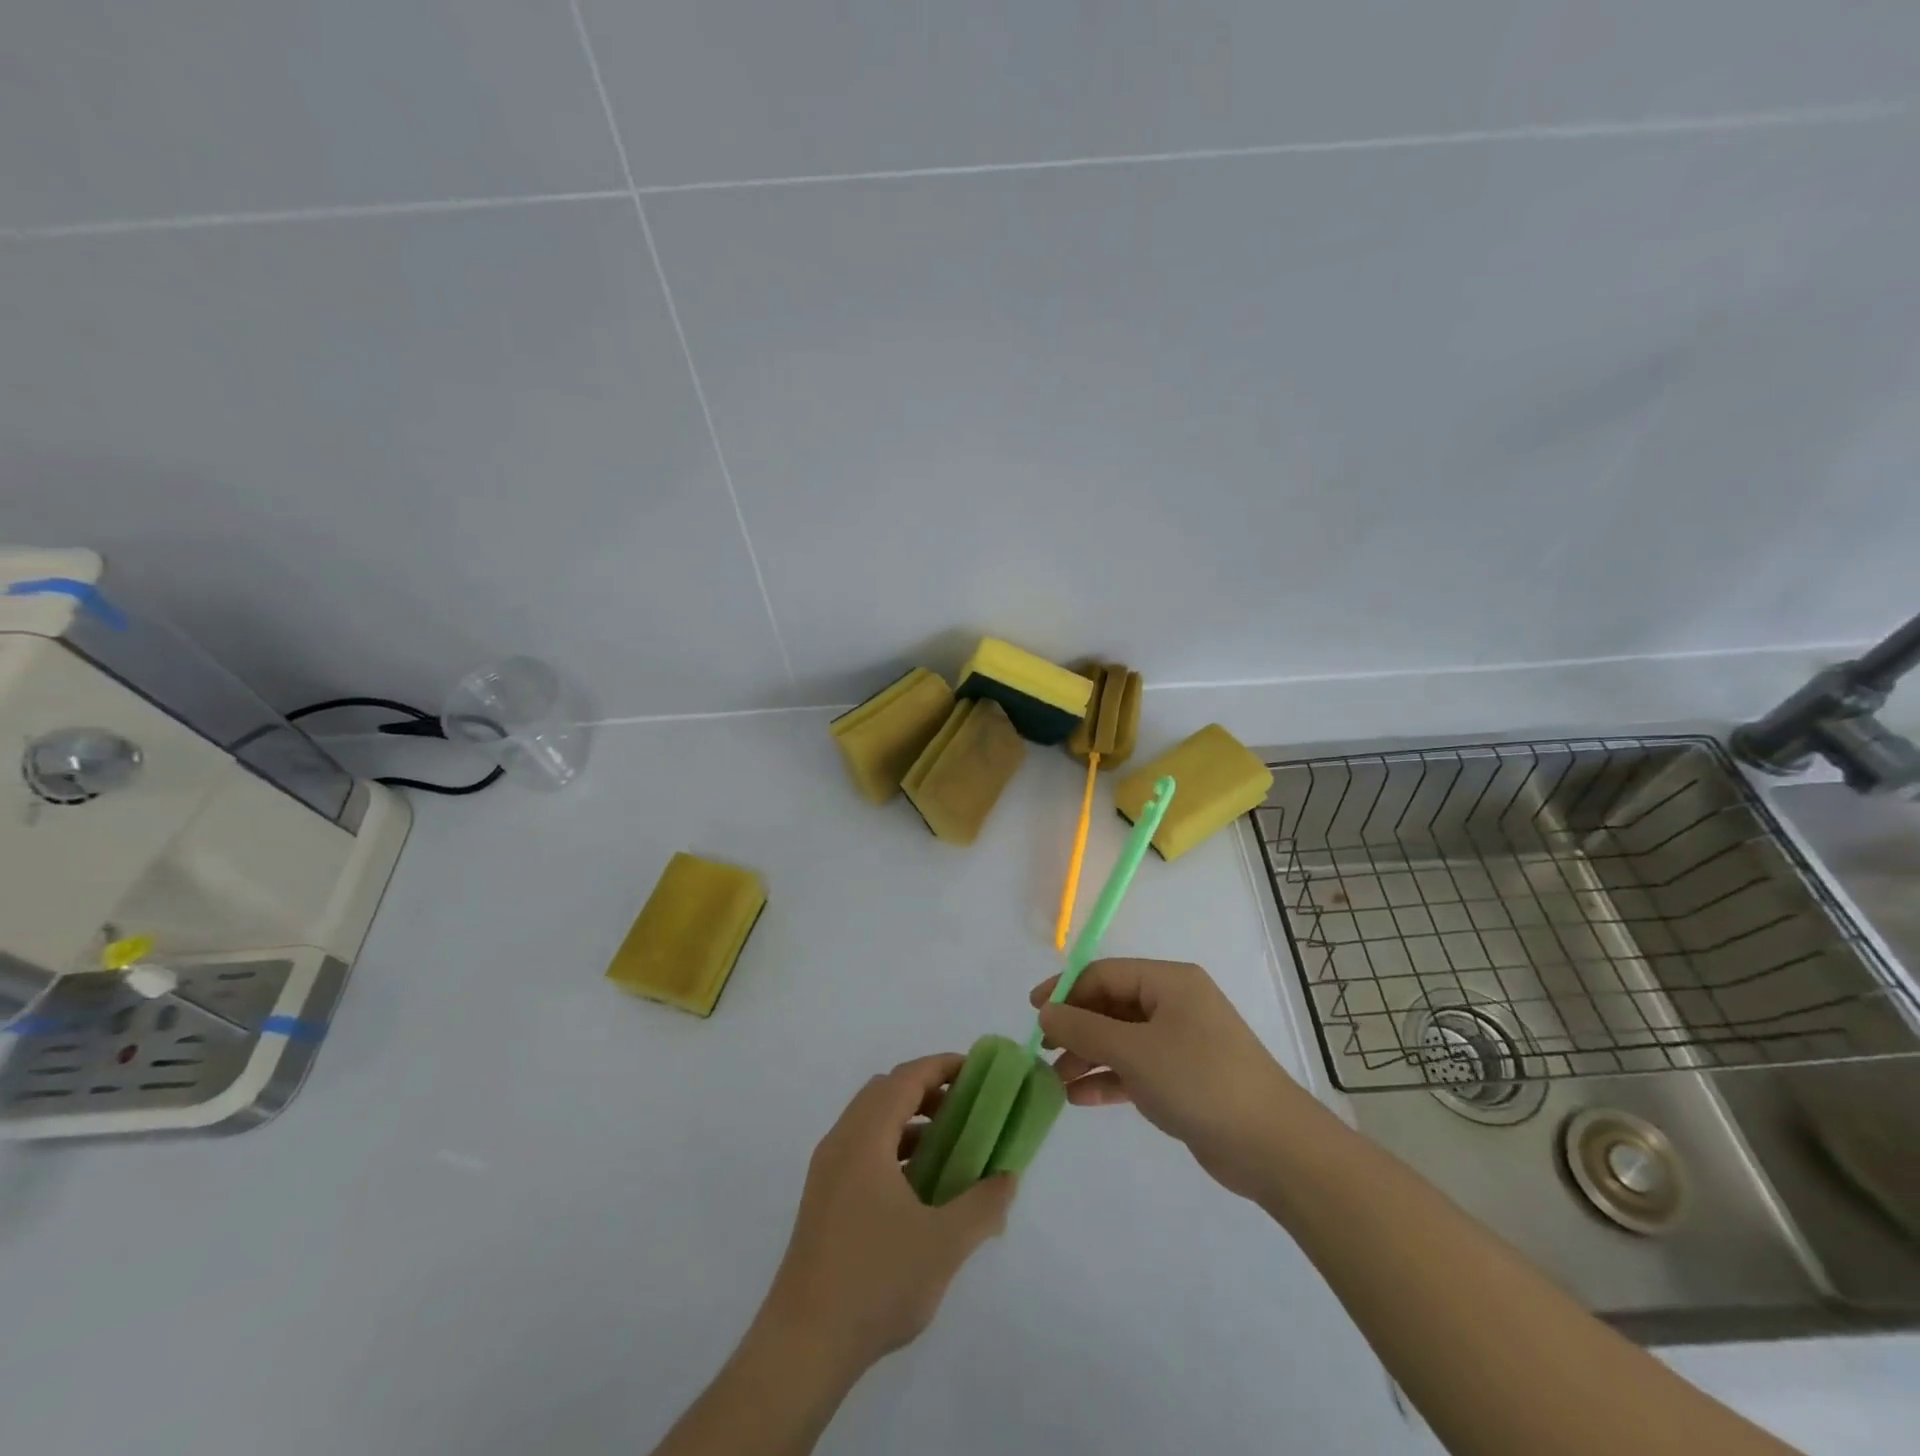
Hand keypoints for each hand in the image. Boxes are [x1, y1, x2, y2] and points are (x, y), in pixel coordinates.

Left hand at [760, 1054, 1017, 1376]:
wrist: (803, 1346)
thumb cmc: (875, 1282)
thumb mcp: (944, 1244)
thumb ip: (983, 1205)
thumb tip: (1008, 1177)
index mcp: (864, 1139)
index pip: (905, 1079)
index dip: (942, 1066)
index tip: (977, 1071)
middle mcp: (840, 1142)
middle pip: (885, 1092)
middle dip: (928, 1090)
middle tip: (967, 1107)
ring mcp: (827, 1171)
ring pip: (871, 1122)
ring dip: (910, 1121)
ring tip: (950, 1146)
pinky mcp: (823, 1199)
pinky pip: (862, 1150)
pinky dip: (893, 1147)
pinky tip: (919, 1186)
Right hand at [1031, 958, 1309, 1198]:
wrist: (1272, 1146)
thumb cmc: (1199, 1080)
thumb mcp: (1134, 1051)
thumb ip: (1084, 1029)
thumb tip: (1045, 1013)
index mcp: (1168, 982)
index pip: (1104, 974)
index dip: (1066, 991)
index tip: (1034, 1015)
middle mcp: (1174, 1005)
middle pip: (1111, 1006)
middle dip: (1075, 1028)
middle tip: (1043, 1052)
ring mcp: (1180, 1042)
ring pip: (1121, 1040)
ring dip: (1087, 1057)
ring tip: (1054, 1082)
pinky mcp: (1183, 1079)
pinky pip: (1135, 1069)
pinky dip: (1109, 1079)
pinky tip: (1079, 1098)